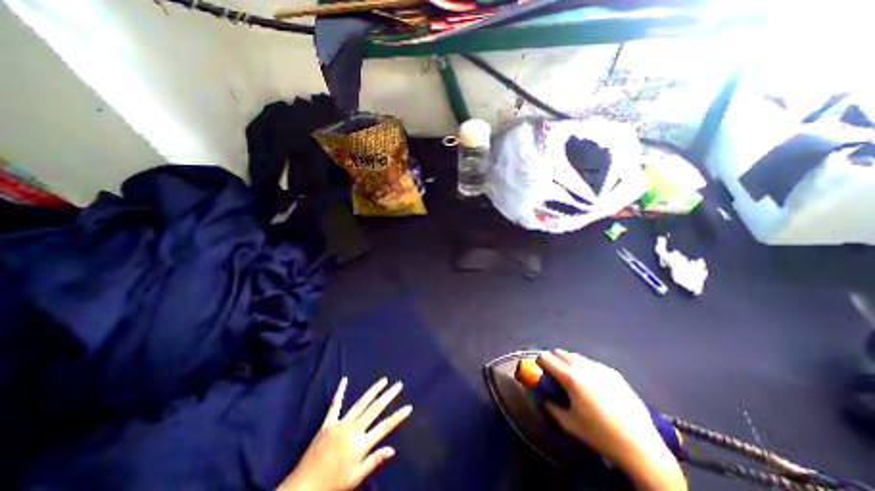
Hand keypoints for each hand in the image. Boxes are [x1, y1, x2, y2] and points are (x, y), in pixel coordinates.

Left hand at [277, 376, 414, 489]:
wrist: (302, 489)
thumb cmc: (332, 486)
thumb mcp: (355, 478)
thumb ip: (374, 461)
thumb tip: (392, 449)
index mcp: (360, 445)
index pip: (384, 428)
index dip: (397, 417)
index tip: (409, 407)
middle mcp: (352, 431)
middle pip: (374, 410)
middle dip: (388, 396)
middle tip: (398, 385)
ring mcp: (340, 425)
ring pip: (360, 404)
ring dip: (373, 391)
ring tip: (383, 380)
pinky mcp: (327, 424)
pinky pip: (335, 406)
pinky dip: (340, 393)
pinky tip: (344, 380)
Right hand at [538, 349, 687, 490]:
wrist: (641, 447)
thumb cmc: (599, 435)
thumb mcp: (568, 423)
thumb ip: (551, 406)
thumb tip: (542, 396)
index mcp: (571, 377)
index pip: (546, 357)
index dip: (539, 362)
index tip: (539, 370)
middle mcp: (584, 367)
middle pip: (561, 352)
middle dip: (553, 359)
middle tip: (553, 373)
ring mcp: (601, 368)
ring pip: (577, 357)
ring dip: (569, 362)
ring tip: (573, 379)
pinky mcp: (614, 373)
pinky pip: (593, 364)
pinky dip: (586, 369)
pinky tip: (593, 386)